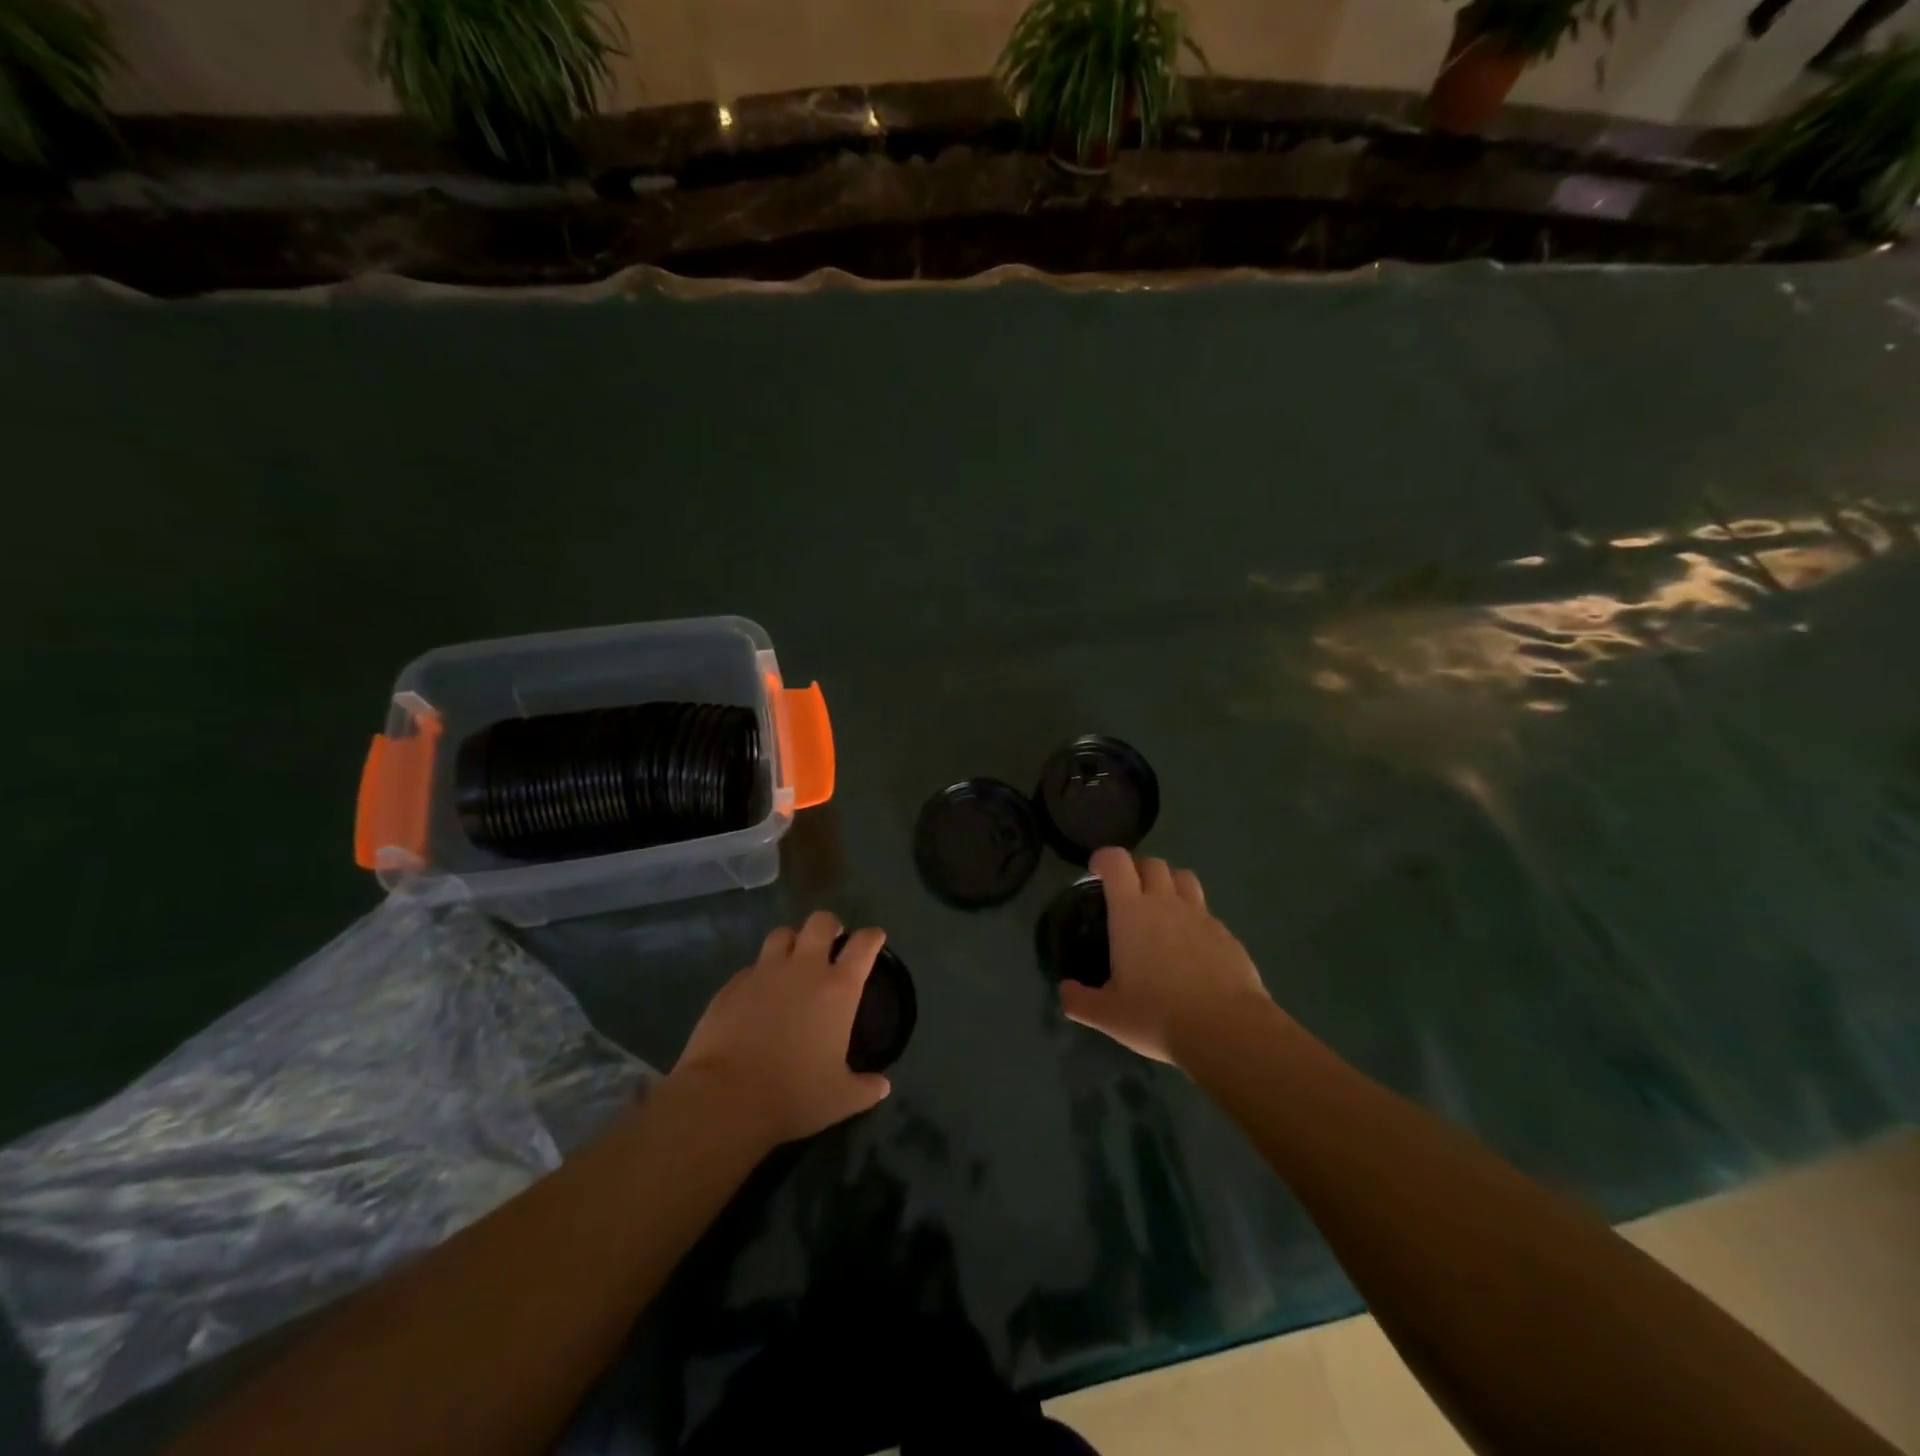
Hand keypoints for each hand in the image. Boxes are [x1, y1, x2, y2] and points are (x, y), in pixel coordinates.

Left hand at [672, 911, 891, 1146]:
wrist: (726, 1097)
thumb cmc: (794, 1094)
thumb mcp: (840, 1098)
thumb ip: (865, 1087)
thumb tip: (883, 1086)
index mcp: (838, 989)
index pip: (863, 945)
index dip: (872, 937)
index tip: (875, 937)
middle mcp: (804, 969)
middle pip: (820, 922)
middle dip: (829, 925)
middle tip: (831, 939)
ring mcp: (764, 973)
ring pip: (781, 934)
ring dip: (792, 941)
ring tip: (793, 958)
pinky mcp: (732, 985)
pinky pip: (751, 967)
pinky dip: (759, 973)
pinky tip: (758, 992)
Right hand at [1059, 848, 1274, 1066]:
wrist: (1227, 1030)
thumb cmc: (1158, 1015)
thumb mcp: (1107, 1015)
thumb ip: (1079, 1000)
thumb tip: (1064, 992)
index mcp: (1131, 912)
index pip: (1116, 861)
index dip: (1104, 859)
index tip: (1096, 872)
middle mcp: (1166, 903)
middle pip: (1153, 863)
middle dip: (1137, 870)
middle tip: (1129, 896)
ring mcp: (1201, 916)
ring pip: (1185, 878)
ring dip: (1170, 885)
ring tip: (1162, 911)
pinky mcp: (1227, 935)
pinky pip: (1207, 913)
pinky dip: (1195, 919)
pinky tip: (1192, 949)